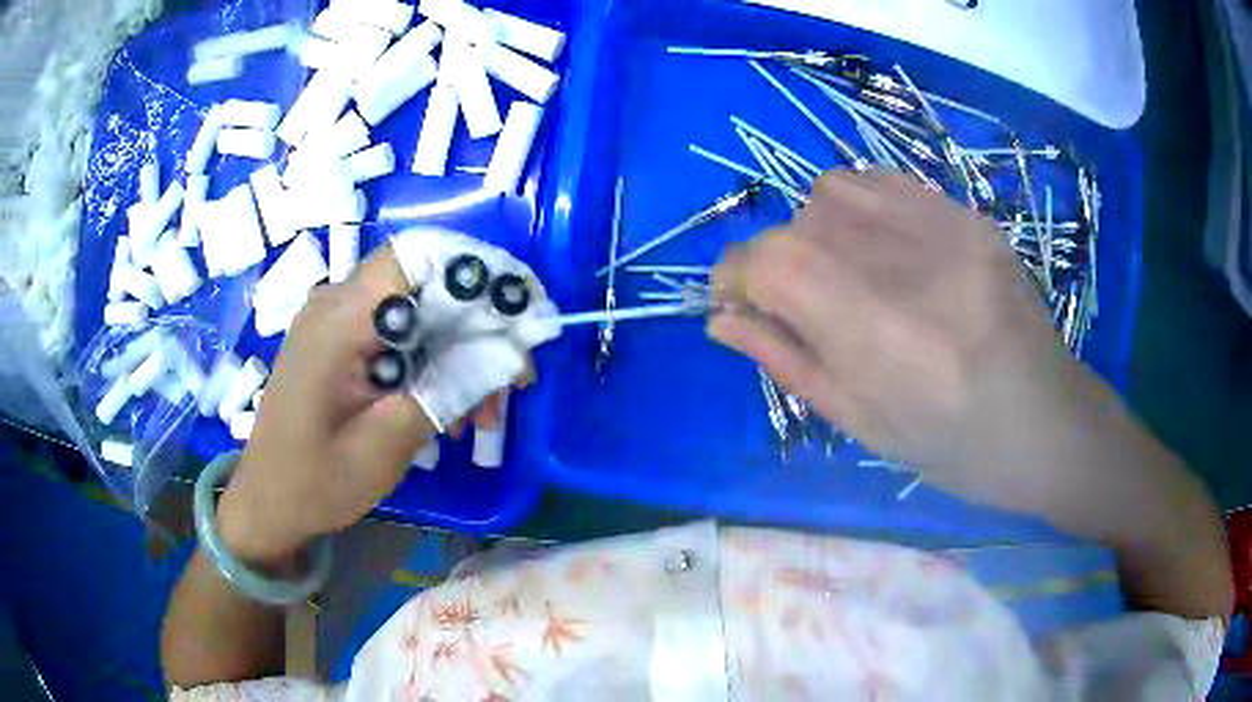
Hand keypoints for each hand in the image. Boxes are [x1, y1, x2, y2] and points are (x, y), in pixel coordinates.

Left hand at [216, 246, 503, 565]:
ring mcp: (336, 321)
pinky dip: (433, 361)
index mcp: (338, 321)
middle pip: (425, 282)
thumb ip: (446, 391)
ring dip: (461, 350)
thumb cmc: (315, 483)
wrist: (268, 503)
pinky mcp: (340, 341)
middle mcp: (335, 304)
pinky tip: (450, 408)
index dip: (477, 274)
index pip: (418, 258)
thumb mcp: (385, 445)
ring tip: (485, 411)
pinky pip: (399, 332)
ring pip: (419, 309)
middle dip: (479, 324)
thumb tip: (509, 353)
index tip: (521, 318)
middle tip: (514, 382)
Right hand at [710, 170, 1082, 500]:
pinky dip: (859, 207)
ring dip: (816, 228)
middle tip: (799, 304)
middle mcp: (910, 263)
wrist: (1046, 423)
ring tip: (843, 271)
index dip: (735, 274)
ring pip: (835, 190)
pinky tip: (879, 247)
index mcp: (880, 333)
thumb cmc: (952, 447)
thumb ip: (786, 361)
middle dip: (777, 261)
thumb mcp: (860, 422)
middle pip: (800, 223)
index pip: (773, 262)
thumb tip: (720, 318)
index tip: (732, 299)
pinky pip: (886, 182)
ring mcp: (946, 227)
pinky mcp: (968, 213)